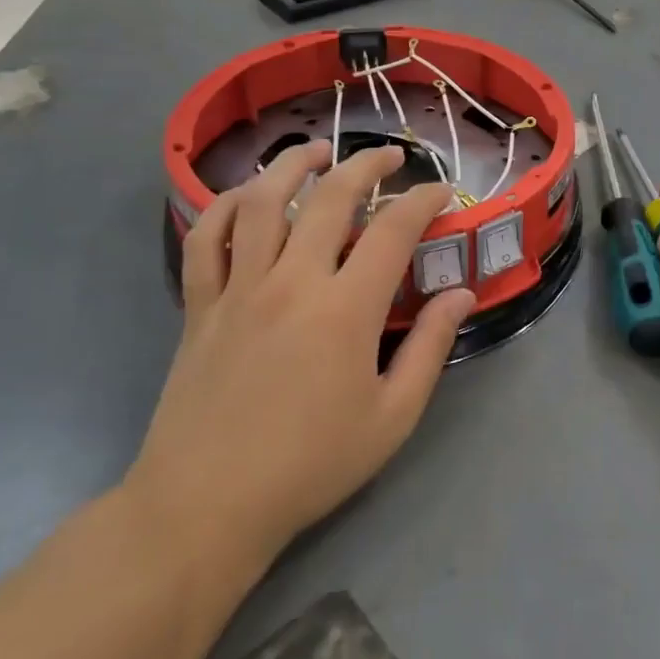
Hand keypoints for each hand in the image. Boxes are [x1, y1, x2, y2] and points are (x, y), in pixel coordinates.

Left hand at [128, 140, 475, 583]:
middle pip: (328, 198)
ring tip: (316, 152)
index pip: (392, 230)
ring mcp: (238, 289)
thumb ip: (431, 348)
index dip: (422, 201)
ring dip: (291, 165)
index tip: (440, 193)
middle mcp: (291, 282)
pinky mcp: (199, 305)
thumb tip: (461, 294)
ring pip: (260, 202)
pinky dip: (222, 206)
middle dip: (365, 166)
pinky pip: (204, 238)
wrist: (206, 505)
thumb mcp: (392, 417)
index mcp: (344, 310)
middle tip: (388, 158)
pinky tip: (244, 198)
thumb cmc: (310, 465)